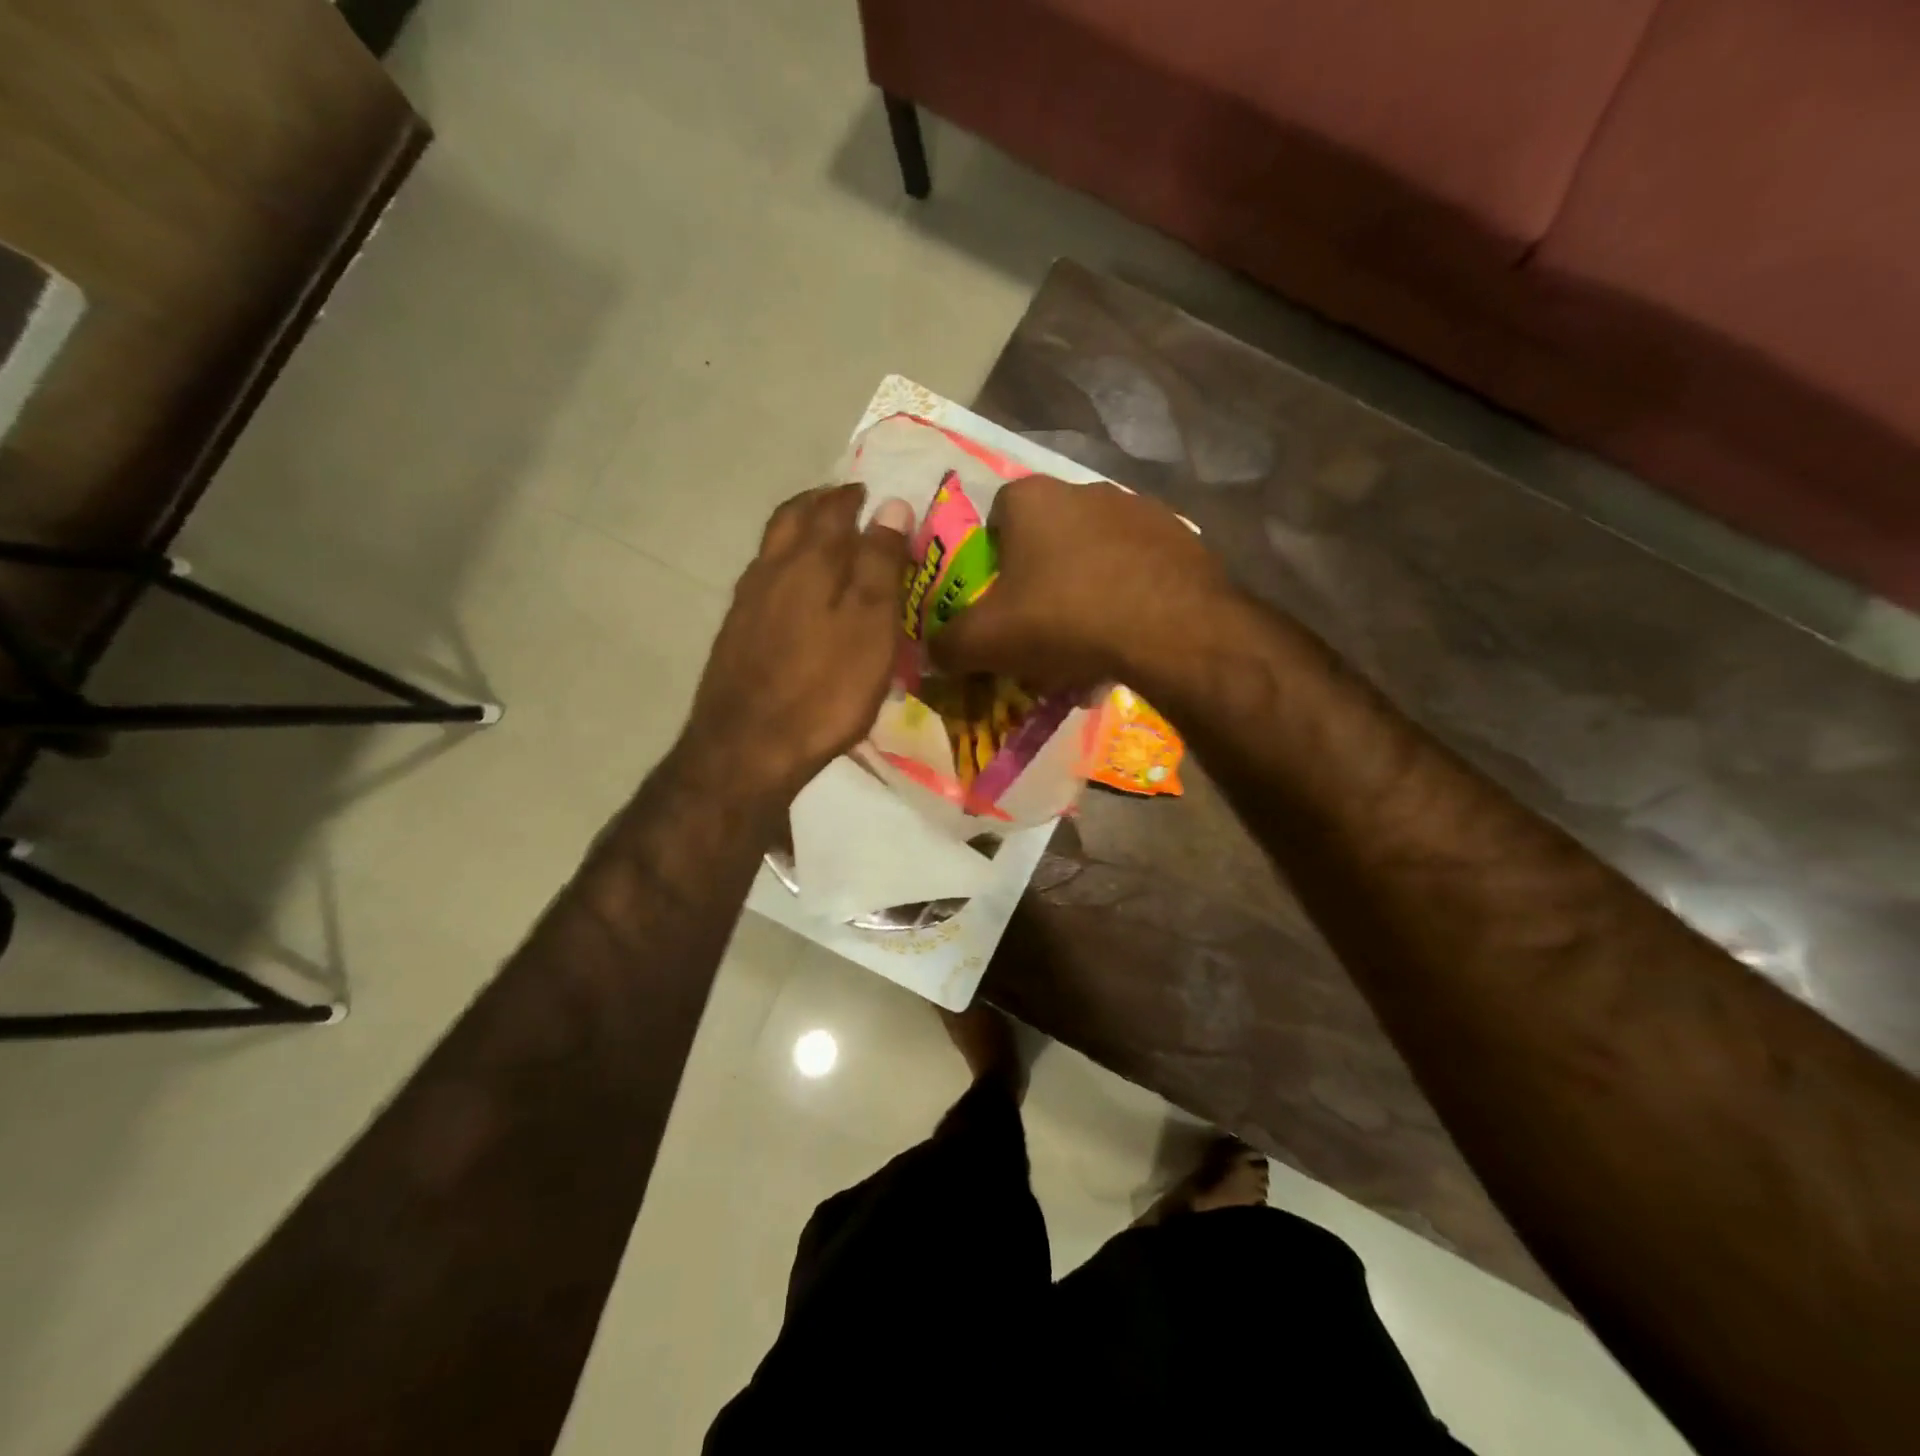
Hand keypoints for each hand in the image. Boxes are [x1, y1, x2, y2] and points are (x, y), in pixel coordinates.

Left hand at [683, 484, 912, 801]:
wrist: (748, 748)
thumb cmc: (825, 688)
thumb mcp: (870, 625)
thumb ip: (880, 563)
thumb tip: (892, 504)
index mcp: (808, 561)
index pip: (833, 509)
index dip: (854, 496)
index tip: (872, 492)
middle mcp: (770, 569)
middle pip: (791, 518)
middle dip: (819, 504)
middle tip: (845, 504)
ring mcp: (746, 602)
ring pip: (772, 548)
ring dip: (798, 533)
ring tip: (824, 542)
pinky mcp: (735, 634)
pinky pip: (763, 581)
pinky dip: (784, 569)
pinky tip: (795, 594)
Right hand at [932, 475, 1231, 688]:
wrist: (1170, 628)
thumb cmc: (1064, 619)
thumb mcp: (988, 641)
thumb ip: (949, 644)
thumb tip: (933, 651)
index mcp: (1032, 498)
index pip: (996, 514)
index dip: (992, 557)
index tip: (998, 597)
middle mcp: (1085, 489)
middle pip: (1048, 534)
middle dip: (1040, 574)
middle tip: (1041, 622)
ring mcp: (1139, 509)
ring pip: (1095, 550)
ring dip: (1086, 584)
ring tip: (1089, 635)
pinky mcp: (1180, 536)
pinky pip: (1138, 565)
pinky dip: (1128, 592)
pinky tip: (1128, 631)